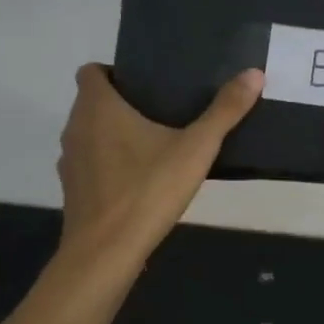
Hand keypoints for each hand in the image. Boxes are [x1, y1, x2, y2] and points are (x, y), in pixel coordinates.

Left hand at [58, 65, 263, 260]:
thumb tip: (254, 74)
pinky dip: (108, 167)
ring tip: (152, 147)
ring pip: (89, 136)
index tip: (145, 86)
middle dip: (121, 105)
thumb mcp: (196, 148)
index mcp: (98, 108)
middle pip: (91, 104)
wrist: (106, 252)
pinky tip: (138, 183)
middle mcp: (75, 128)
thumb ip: (225, 111)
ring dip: (113, 137)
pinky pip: (90, 166)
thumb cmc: (147, 190)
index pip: (91, 72)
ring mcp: (69, 162)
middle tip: (161, 113)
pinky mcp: (72, 191)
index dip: (114, 74)